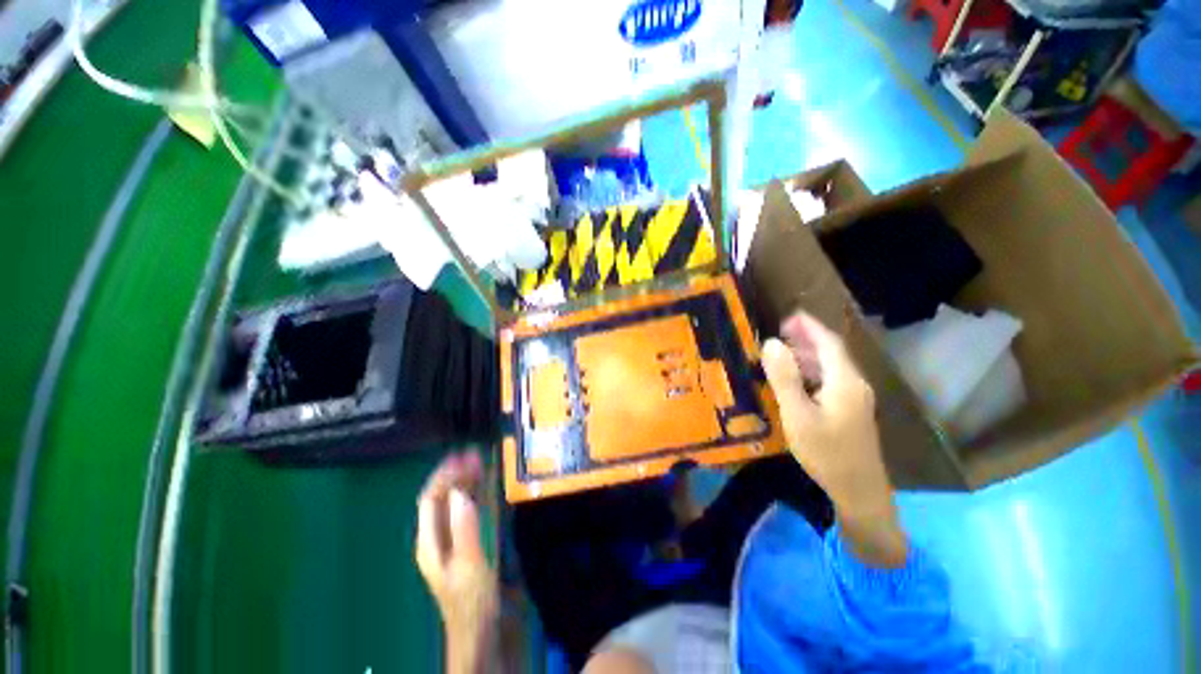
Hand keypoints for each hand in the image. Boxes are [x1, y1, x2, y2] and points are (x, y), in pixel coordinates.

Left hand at [416, 452, 498, 672]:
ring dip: (466, 481)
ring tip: (482, 461)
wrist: (482, 629)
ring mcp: (454, 538)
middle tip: (476, 454)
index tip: (463, 457)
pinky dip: (476, 494)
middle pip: (442, 497)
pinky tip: (487, 484)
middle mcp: (438, 536)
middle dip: (456, 474)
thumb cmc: (472, 598)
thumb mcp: (469, 563)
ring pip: (455, 502)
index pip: (430, 499)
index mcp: (430, 541)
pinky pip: (469, 510)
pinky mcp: (468, 540)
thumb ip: (463, 527)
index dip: (444, 475)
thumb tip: (460, 491)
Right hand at [762, 312, 906, 567]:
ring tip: (784, 351)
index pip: (828, 343)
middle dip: (808, 338)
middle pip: (832, 353)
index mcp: (844, 381)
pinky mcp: (851, 412)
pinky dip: (813, 372)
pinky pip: (831, 381)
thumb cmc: (826, 452)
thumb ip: (784, 377)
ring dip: (809, 355)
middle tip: (781, 331)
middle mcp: (854, 384)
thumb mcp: (798, 414)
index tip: (789, 315)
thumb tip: (771, 343)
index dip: (809, 326)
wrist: (860, 492)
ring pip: (832, 367)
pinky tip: (797, 380)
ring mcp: (855, 399)